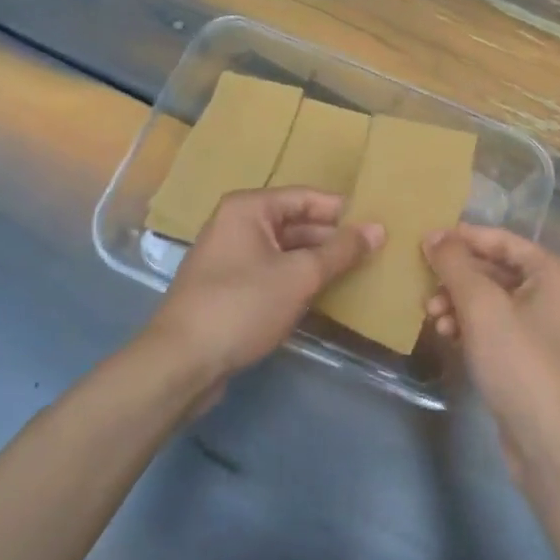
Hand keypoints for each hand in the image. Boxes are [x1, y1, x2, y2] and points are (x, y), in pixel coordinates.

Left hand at [147, 188, 383, 381]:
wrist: (181, 362)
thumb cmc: (242, 305)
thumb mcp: (299, 276)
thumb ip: (340, 251)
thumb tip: (378, 228)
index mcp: (249, 208)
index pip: (306, 197)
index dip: (342, 211)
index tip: (377, 224)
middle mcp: (236, 224)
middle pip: (295, 222)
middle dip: (331, 238)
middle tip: (373, 252)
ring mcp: (229, 257)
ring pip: (284, 250)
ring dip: (317, 261)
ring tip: (357, 273)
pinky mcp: (228, 288)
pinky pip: (271, 272)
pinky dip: (296, 280)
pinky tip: (323, 295)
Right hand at [424, 227, 559, 482]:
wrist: (554, 445)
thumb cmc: (522, 363)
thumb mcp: (482, 307)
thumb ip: (455, 265)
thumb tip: (434, 235)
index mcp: (554, 273)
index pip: (502, 240)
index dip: (462, 238)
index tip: (424, 241)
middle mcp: (555, 294)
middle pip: (496, 270)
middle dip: (457, 277)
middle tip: (424, 286)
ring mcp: (545, 329)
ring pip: (492, 301)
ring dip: (459, 303)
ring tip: (431, 316)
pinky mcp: (532, 359)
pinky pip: (496, 328)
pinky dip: (471, 327)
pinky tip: (447, 336)